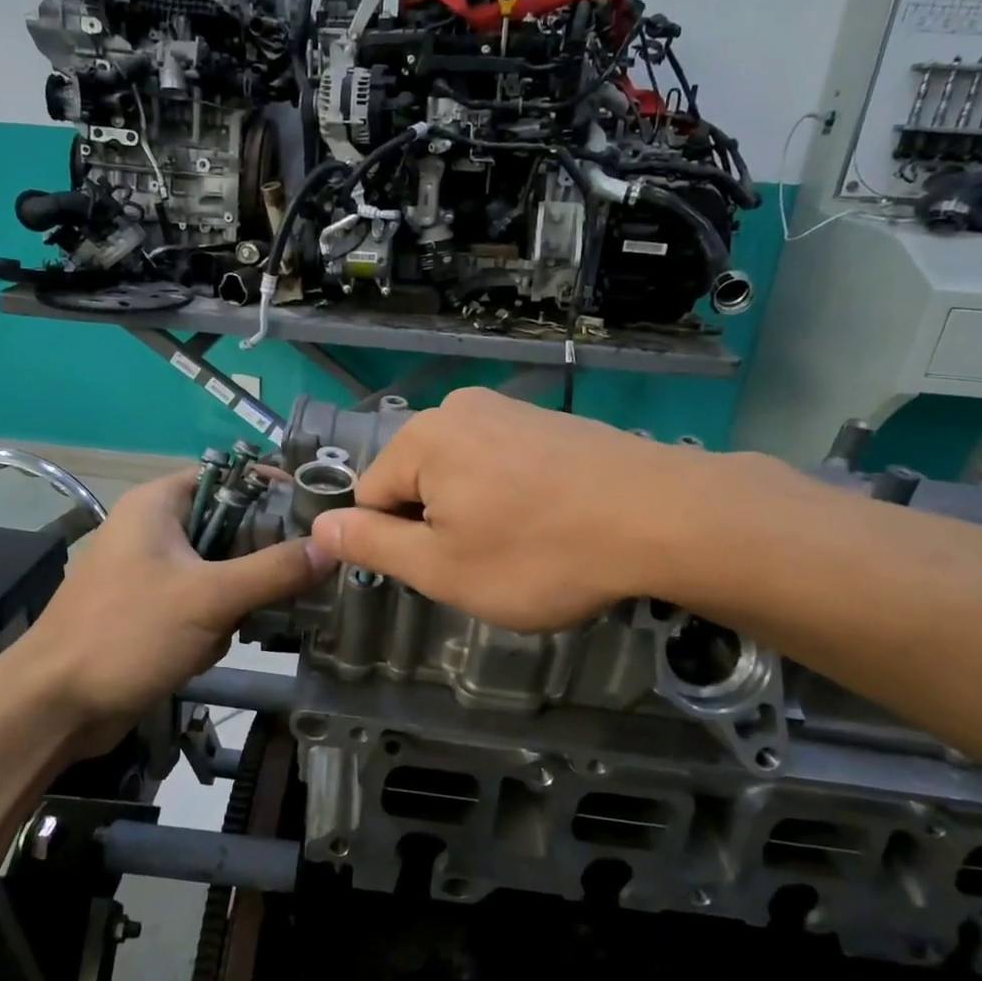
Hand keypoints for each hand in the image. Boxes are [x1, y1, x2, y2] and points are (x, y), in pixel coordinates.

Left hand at [4, 471, 333, 755]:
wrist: (55, 706)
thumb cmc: (126, 633)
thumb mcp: (209, 597)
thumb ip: (274, 570)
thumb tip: (331, 546)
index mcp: (159, 504)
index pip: (231, 477)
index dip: (274, 490)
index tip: (316, 516)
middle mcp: (156, 529)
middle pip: (233, 529)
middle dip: (257, 564)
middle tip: (291, 583)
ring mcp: (153, 572)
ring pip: (224, 572)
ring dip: (236, 603)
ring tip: (231, 630)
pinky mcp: (154, 610)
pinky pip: (205, 604)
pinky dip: (213, 626)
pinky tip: (203, 651)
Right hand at [309, 389, 746, 631]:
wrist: (662, 517)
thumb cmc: (539, 554)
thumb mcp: (442, 568)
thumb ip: (372, 545)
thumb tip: (319, 526)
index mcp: (421, 439)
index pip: (371, 497)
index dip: (398, 545)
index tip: (446, 571)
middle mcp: (458, 409)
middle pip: (417, 482)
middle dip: (439, 527)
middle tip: (488, 564)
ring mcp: (509, 410)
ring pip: (462, 475)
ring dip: (476, 514)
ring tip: (525, 546)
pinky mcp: (549, 421)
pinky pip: (503, 463)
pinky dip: (512, 496)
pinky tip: (551, 522)